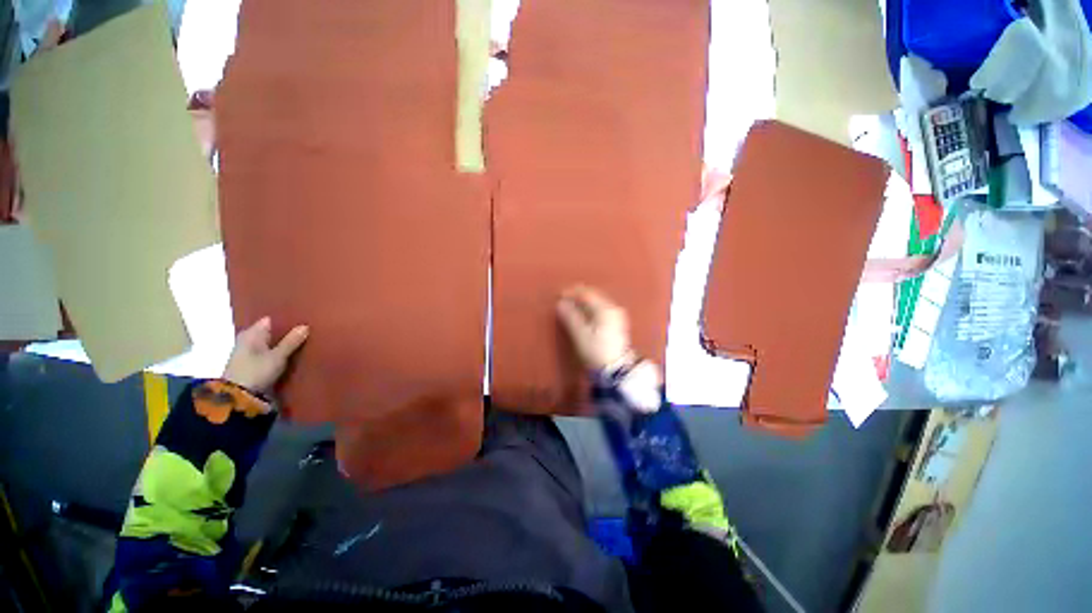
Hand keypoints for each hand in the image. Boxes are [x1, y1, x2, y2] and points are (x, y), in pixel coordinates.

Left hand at [222, 317, 308, 393]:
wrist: (238, 398)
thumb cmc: (256, 372)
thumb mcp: (278, 356)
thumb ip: (291, 341)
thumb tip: (305, 326)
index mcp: (251, 333)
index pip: (270, 320)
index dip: (285, 319)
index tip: (303, 319)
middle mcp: (248, 340)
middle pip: (270, 332)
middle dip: (286, 331)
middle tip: (307, 329)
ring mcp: (248, 353)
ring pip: (270, 343)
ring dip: (283, 343)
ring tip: (304, 341)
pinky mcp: (252, 365)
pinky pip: (269, 353)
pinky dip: (279, 353)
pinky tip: (292, 354)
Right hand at [556, 285, 633, 372]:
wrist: (616, 371)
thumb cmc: (596, 351)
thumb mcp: (580, 334)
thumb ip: (570, 316)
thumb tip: (561, 303)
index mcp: (605, 309)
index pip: (587, 293)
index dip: (572, 292)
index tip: (559, 295)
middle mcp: (613, 308)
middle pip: (593, 295)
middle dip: (578, 296)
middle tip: (563, 300)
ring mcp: (617, 315)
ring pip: (597, 302)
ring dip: (584, 302)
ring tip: (571, 307)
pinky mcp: (617, 323)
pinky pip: (601, 309)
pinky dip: (590, 309)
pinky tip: (583, 314)